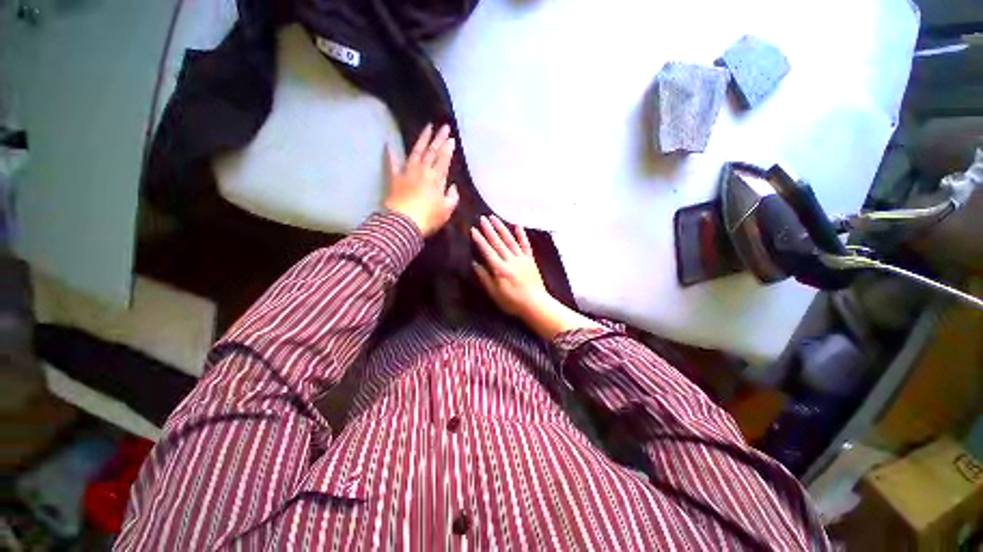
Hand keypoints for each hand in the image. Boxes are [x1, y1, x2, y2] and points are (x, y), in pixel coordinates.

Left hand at [383, 123, 458, 236]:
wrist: (404, 222)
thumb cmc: (429, 218)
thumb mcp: (447, 210)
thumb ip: (452, 197)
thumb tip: (453, 186)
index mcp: (437, 179)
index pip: (444, 160)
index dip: (448, 149)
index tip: (452, 139)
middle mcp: (423, 171)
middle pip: (432, 152)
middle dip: (439, 139)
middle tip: (444, 126)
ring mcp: (408, 172)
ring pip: (416, 152)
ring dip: (422, 139)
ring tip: (427, 127)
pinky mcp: (395, 178)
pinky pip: (393, 163)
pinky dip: (391, 153)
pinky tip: (389, 143)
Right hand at [470, 215, 550, 317]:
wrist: (536, 304)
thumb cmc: (512, 302)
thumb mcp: (495, 293)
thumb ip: (485, 277)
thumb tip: (474, 263)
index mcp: (500, 269)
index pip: (487, 251)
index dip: (480, 240)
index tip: (473, 229)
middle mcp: (511, 260)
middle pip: (498, 242)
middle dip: (489, 230)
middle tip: (482, 218)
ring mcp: (522, 259)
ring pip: (510, 240)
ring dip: (502, 228)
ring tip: (494, 218)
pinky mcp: (530, 260)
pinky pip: (525, 245)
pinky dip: (521, 235)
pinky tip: (517, 225)